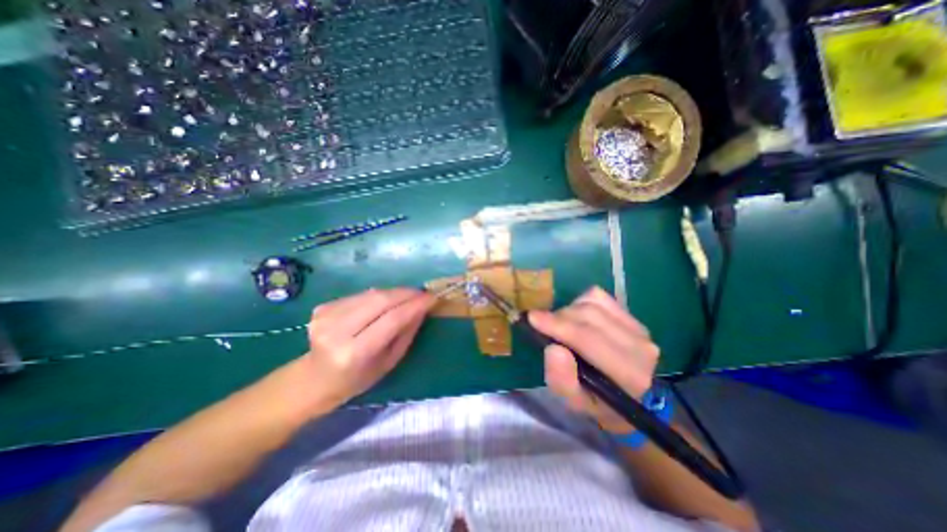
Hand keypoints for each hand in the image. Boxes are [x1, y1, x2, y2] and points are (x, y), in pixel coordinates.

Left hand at [302, 288, 431, 409]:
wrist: (315, 379)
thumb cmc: (357, 379)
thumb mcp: (389, 361)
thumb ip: (406, 332)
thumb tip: (422, 307)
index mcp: (354, 353)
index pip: (391, 319)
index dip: (414, 305)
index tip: (432, 297)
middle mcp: (337, 331)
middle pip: (380, 300)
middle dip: (406, 293)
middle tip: (422, 293)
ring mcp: (326, 316)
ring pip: (371, 293)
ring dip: (394, 292)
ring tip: (408, 296)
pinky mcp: (323, 306)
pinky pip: (361, 295)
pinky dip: (379, 295)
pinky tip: (385, 302)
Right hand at [532, 288, 659, 432]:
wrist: (627, 393)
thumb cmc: (597, 401)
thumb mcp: (574, 401)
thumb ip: (562, 380)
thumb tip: (553, 348)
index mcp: (629, 373)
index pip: (588, 339)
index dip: (558, 325)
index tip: (532, 318)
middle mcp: (640, 346)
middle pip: (588, 316)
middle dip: (559, 318)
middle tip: (542, 326)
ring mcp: (638, 326)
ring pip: (592, 303)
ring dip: (569, 311)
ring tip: (562, 326)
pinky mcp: (631, 314)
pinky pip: (597, 296)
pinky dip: (580, 303)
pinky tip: (578, 318)